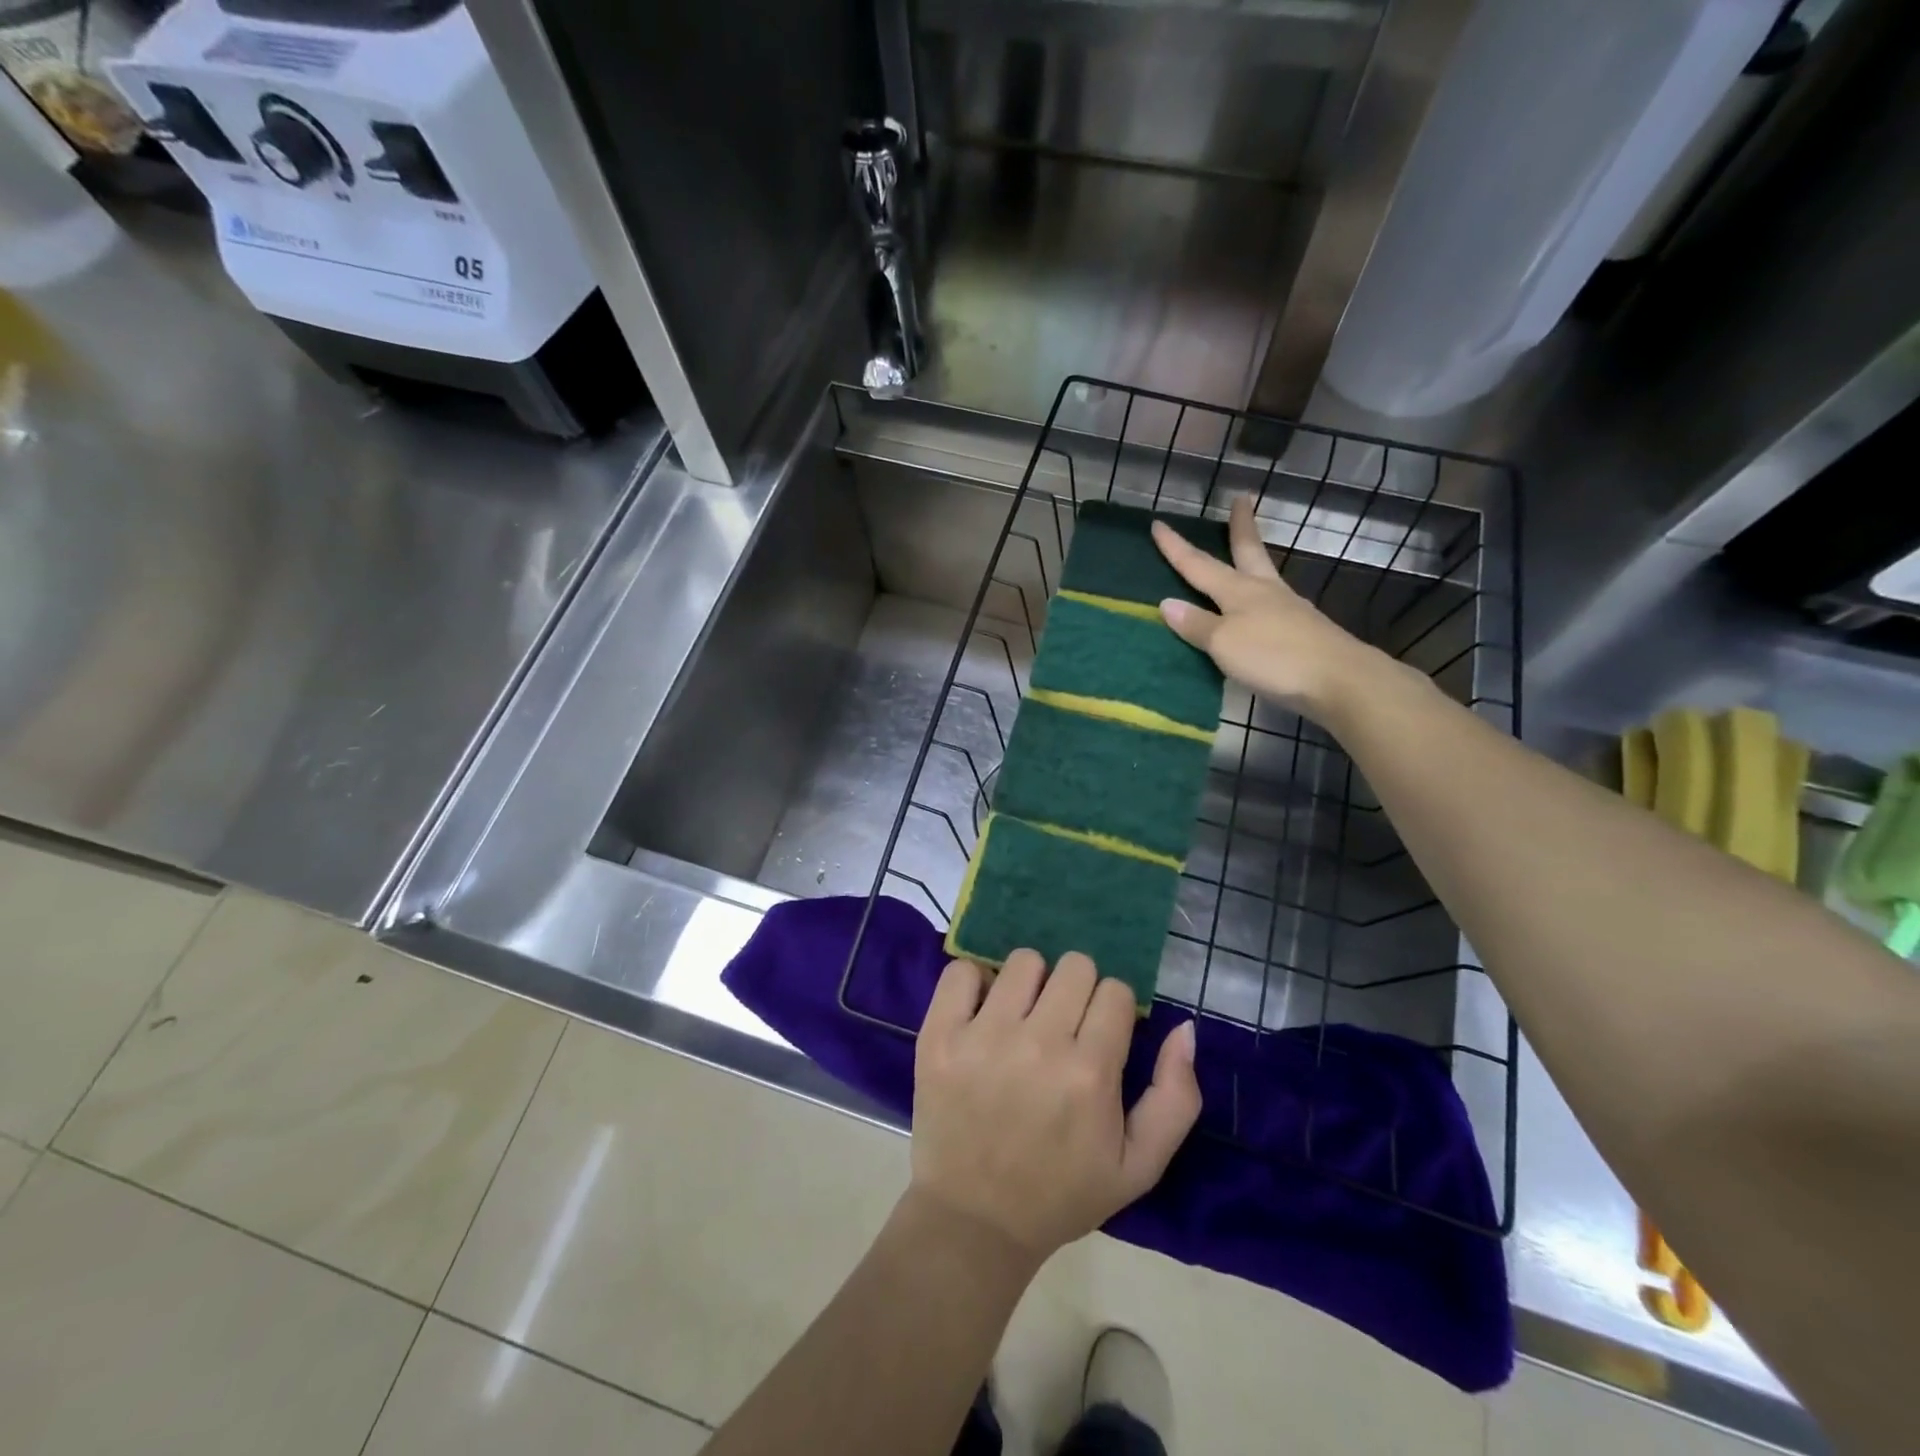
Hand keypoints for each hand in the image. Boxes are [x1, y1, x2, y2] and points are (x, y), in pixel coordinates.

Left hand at [909, 950, 1200, 1265]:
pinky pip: (961, 970)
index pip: (1115, 991)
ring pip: (1023, 961)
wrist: (975, 1221)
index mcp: (1090, 1074)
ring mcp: (983, 1036)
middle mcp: (1038, 1044)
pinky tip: (981, 1013)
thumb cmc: (1062, 1193)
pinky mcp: (939, 1035)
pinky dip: (974, 982)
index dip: (1112, 1010)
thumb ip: (1175, 1097)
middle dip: (1076, 991)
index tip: (1098, 1035)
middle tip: (1061, 1026)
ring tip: (1021, 1019)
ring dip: (1030, 984)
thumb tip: (1184, 1027)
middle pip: (1074, 966)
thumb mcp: (1139, 1165)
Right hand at [1151, 496, 1391, 721]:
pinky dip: (1261, 596)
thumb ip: (1196, 624)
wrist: (1339, 680)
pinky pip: (1274, 604)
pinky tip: (1261, 606)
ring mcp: (1289, 610)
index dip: (1176, 547)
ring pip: (1264, 575)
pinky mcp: (1304, 631)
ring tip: (1247, 553)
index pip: (1199, 565)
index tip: (1158, 523)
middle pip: (1248, 552)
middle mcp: (1265, 592)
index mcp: (1239, 591)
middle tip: (1242, 499)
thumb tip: (1167, 603)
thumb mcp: (1224, 643)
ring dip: (1253, 558)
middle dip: (1241, 527)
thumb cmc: (1273, 657)